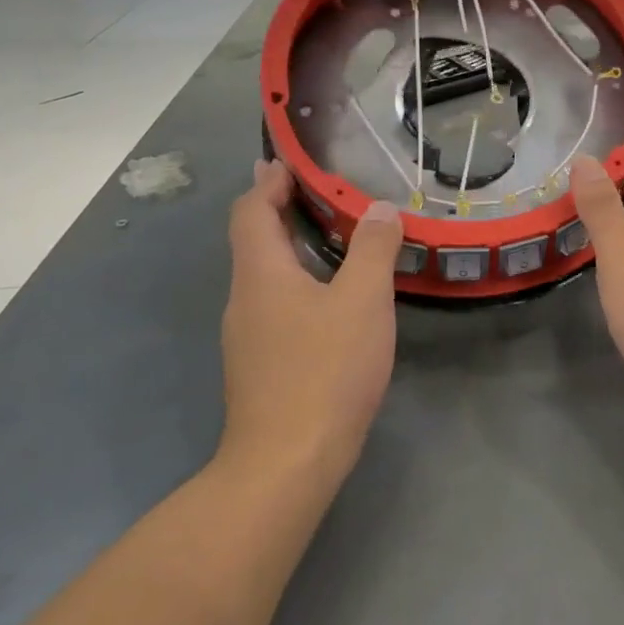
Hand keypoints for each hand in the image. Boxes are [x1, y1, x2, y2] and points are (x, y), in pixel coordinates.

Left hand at [220, 160, 402, 480]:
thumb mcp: (362, 301)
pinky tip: (332, 299)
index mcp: (261, 274)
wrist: (288, 461)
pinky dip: (299, 284)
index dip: (268, 183)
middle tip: (321, 194)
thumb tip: (379, 208)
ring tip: (334, 239)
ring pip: (266, 277)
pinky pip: (276, 306)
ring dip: (292, 249)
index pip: (251, 212)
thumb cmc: (325, 370)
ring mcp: (248, 337)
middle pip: (254, 242)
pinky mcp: (261, 366)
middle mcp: (244, 299)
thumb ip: (372, 249)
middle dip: (281, 211)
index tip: (289, 163)